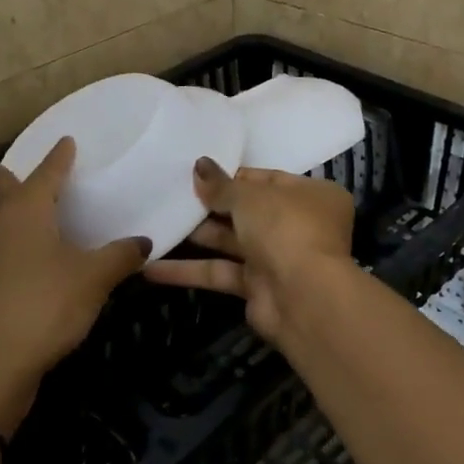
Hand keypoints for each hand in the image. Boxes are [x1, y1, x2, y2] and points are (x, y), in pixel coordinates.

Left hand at [0, 138, 151, 434]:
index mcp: (28, 213)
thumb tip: (143, 241)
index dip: (58, 158)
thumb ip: (120, 256)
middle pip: (3, 195)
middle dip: (7, 179)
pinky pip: (1, 250)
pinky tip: (26, 257)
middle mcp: (5, 229)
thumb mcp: (93, 278)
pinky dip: (12, 241)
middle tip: (7, 166)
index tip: (66, 141)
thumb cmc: (44, 305)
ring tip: (8, 203)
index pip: (46, 174)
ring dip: (2, 210)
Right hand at [144, 157, 354, 344]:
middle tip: (171, 196)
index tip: (197, 173)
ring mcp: (279, 258)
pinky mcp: (258, 288)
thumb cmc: (285, 229)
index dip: (232, 176)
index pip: (267, 179)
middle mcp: (299, 225)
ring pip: (233, 242)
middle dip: (211, 206)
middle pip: (249, 211)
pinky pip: (221, 272)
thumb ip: (221, 185)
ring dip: (197, 236)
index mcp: (312, 195)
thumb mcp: (250, 197)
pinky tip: (150, 268)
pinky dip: (190, 271)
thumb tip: (199, 165)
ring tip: (156, 222)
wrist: (303, 298)